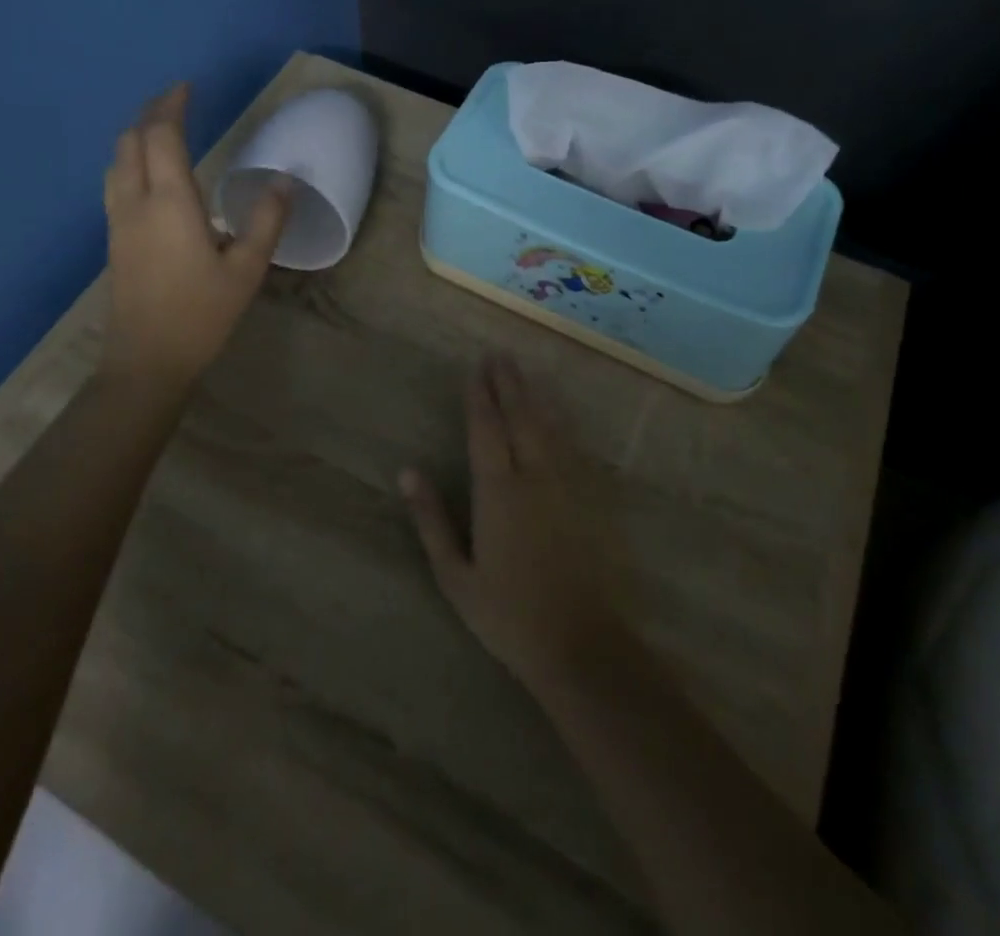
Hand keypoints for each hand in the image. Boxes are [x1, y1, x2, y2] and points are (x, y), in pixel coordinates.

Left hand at [101, 84, 288, 391]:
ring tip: (164, 130)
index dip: (172, 105)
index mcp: (169, 203)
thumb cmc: (201, 315)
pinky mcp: (113, 239)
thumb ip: (266, 221)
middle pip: (131, 141)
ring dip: (137, 136)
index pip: (161, 135)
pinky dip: (132, 160)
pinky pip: (116, 182)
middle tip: (178, 102)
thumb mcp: (246, 270)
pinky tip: (152, 175)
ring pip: (117, 161)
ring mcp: (118, 221)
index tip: (188, 87)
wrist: (146, 361)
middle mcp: (136, 203)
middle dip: (151, 114)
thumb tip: (284, 179)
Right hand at [400, 355, 631, 692]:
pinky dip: (562, 423)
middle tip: (499, 354)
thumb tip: (407, 471)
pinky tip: (559, 414)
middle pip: (520, 416)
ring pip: (549, 426)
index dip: (479, 396)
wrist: (584, 645)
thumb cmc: (509, 615)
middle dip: (508, 383)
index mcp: (498, 491)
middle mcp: (534, 476)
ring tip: (525, 371)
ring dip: (535, 395)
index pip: (486, 429)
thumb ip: (431, 520)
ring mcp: (568, 485)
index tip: (475, 368)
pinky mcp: (592, 499)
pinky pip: (574, 447)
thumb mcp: (455, 575)